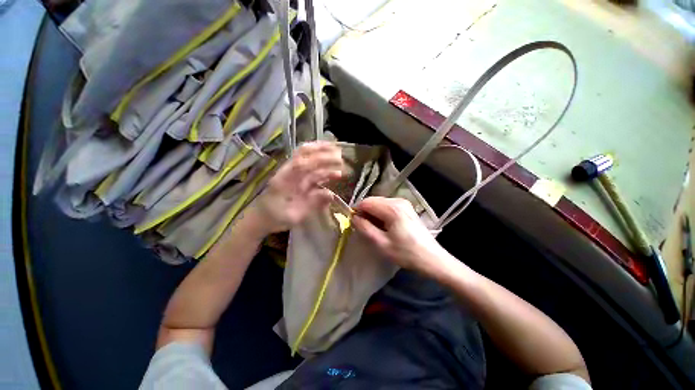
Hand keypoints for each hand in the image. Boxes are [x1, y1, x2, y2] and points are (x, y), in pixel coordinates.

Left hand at [248, 141, 342, 234]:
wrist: (261, 218)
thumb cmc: (276, 218)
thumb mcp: (294, 216)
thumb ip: (312, 204)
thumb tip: (331, 194)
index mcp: (284, 179)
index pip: (302, 164)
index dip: (319, 159)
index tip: (335, 158)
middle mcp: (289, 173)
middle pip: (304, 155)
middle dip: (322, 151)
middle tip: (340, 153)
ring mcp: (293, 175)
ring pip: (309, 161)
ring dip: (324, 159)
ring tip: (340, 161)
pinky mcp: (297, 180)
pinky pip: (312, 172)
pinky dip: (324, 171)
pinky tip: (334, 174)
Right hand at [352, 197, 451, 275]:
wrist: (431, 258)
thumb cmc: (406, 253)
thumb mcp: (381, 243)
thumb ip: (364, 228)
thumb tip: (354, 218)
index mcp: (392, 208)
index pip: (366, 202)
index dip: (357, 211)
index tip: (354, 224)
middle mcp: (397, 201)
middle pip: (373, 201)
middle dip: (365, 212)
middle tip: (363, 228)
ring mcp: (403, 203)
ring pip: (379, 203)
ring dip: (373, 214)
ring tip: (374, 229)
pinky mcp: (406, 208)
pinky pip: (387, 206)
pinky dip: (381, 214)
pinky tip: (384, 226)